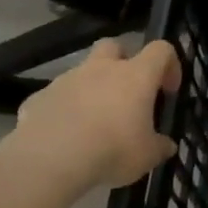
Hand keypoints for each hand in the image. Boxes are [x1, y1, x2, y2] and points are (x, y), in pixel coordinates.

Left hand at [0, 38, 182, 191]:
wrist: (48, 161)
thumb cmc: (112, 150)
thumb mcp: (148, 156)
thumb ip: (160, 146)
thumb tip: (166, 145)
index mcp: (135, 76)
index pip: (161, 50)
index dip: (170, 65)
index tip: (168, 91)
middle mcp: (101, 69)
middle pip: (114, 46)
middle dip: (123, 62)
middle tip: (127, 92)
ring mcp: (66, 80)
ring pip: (82, 73)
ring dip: (92, 89)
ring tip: (94, 123)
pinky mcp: (38, 97)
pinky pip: (56, 97)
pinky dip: (64, 110)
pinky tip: (65, 136)